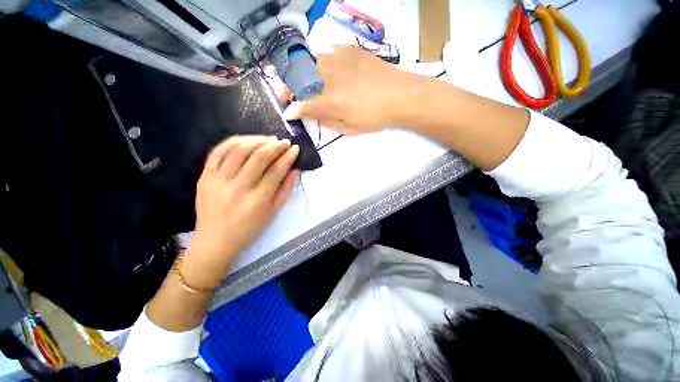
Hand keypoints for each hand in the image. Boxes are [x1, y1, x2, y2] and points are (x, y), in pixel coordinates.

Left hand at [183, 136, 298, 288]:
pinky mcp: (205, 176)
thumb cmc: (249, 228)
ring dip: (257, 140)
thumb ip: (285, 190)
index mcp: (257, 200)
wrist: (215, 240)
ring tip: (268, 139)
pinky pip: (218, 151)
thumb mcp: (273, 212)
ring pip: (239, 150)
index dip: (288, 157)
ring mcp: (218, 180)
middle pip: (259, 157)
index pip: (276, 171)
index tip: (295, 149)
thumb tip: (294, 170)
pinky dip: (234, 142)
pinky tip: (246, 140)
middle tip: (284, 142)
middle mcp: (238, 187)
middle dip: (275, 146)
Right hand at [283, 46, 418, 134]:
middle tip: (290, 93)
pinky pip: (325, 52)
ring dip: (305, 74)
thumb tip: (313, 115)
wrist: (400, 95)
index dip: (292, 110)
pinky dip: (320, 62)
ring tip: (310, 81)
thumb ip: (327, 121)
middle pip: (299, 79)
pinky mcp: (348, 48)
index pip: (302, 105)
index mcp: (330, 102)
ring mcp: (338, 59)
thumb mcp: (349, 129)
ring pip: (310, 63)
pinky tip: (326, 69)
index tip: (289, 112)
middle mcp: (329, 77)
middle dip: (291, 88)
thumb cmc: (375, 117)